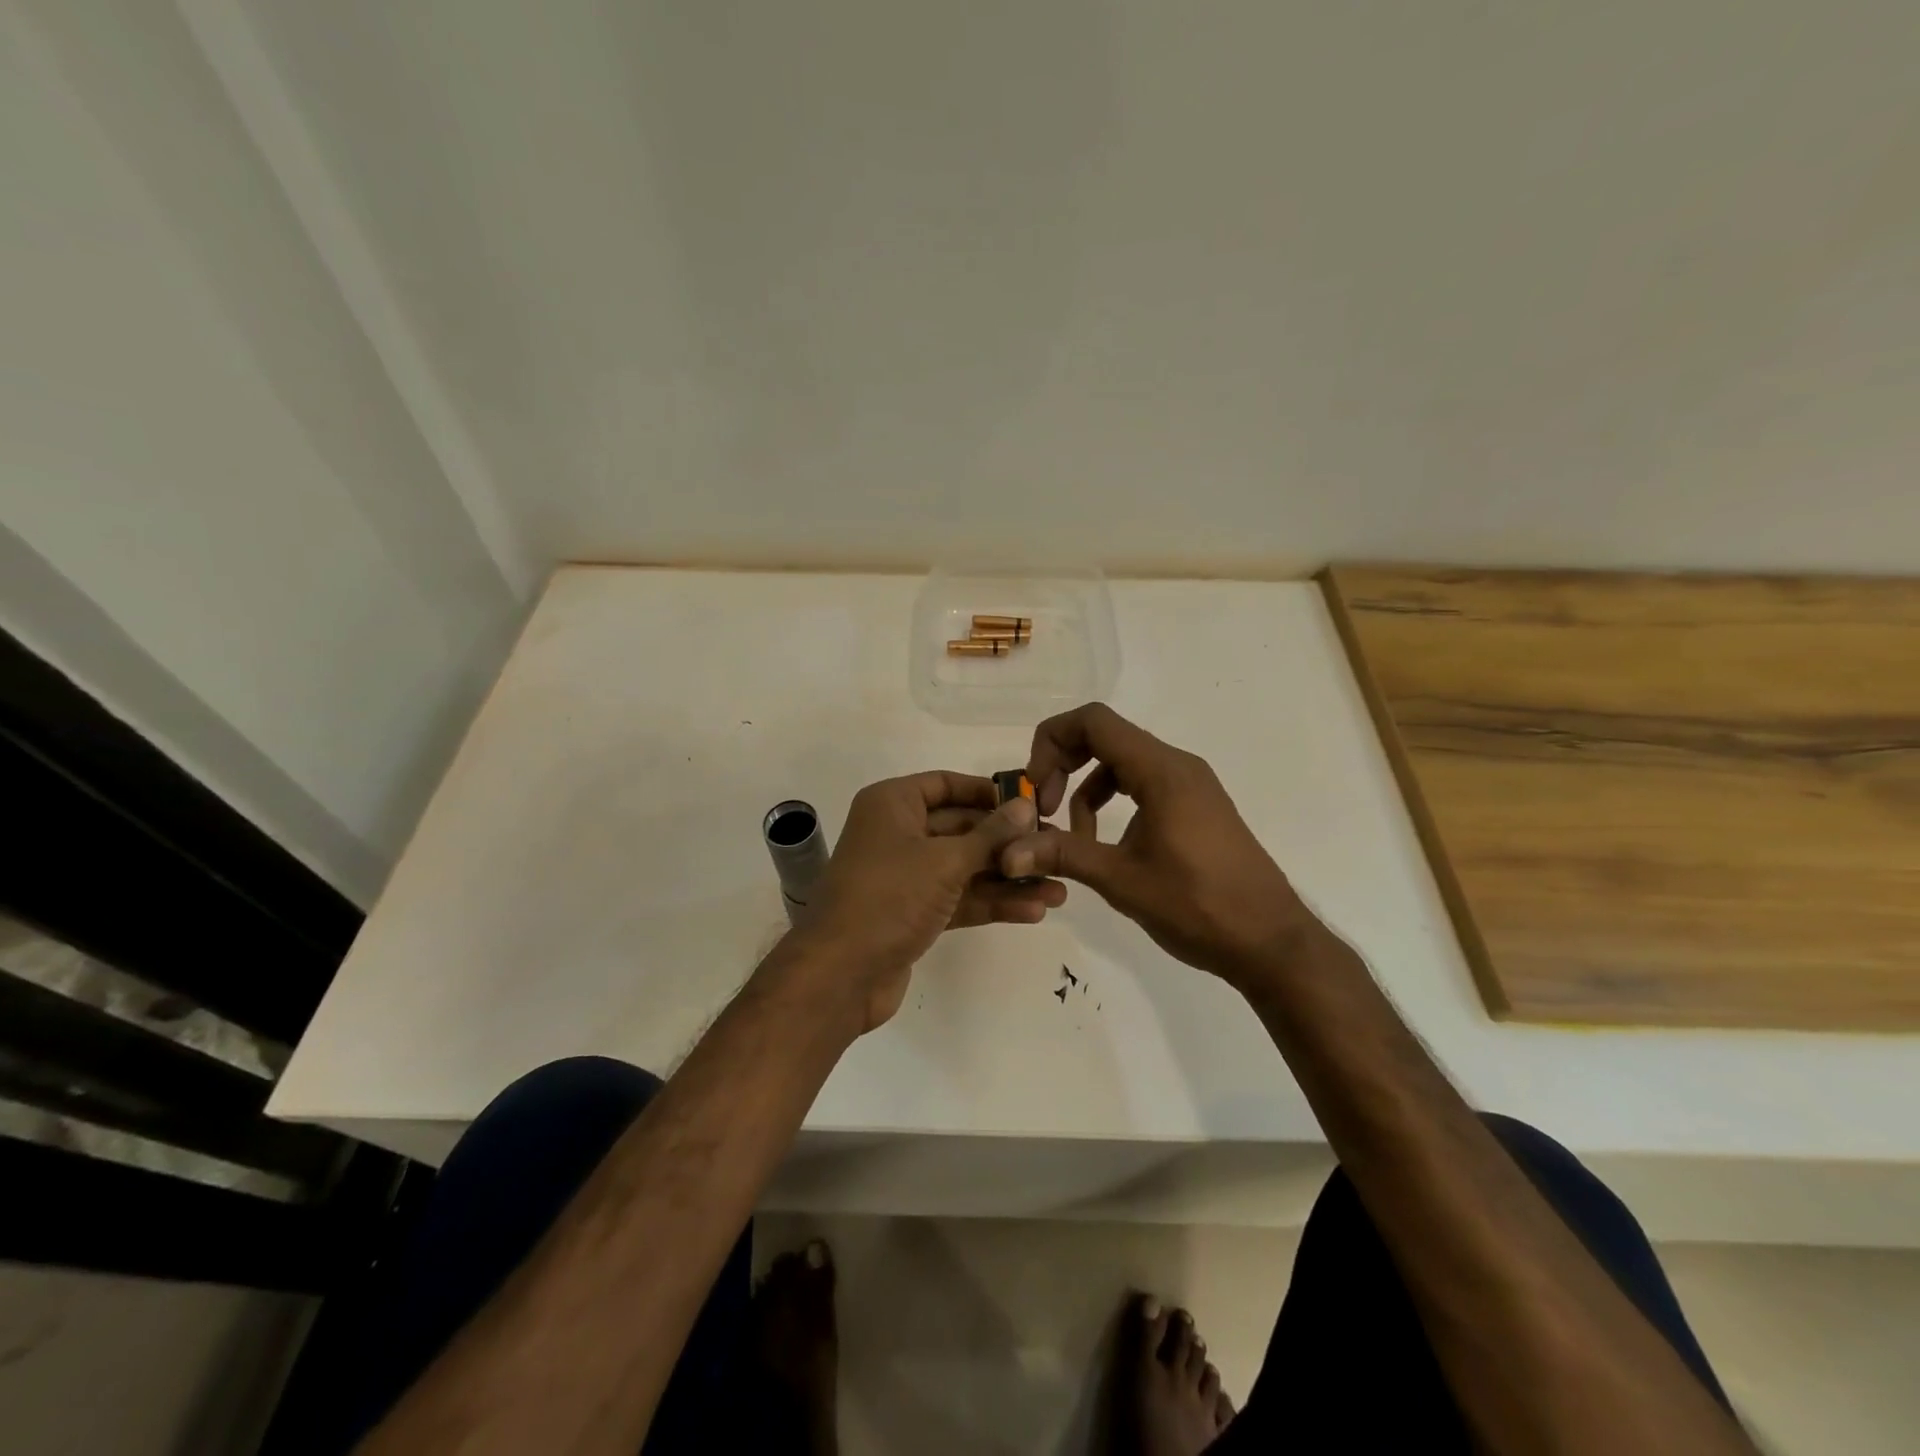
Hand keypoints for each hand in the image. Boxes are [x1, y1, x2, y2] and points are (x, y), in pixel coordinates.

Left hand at [797, 771, 1066, 1031]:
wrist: (841, 975)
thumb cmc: (890, 897)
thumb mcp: (945, 860)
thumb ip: (990, 834)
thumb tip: (1027, 805)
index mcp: (893, 804)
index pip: (946, 784)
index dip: (988, 792)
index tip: (1031, 802)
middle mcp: (897, 833)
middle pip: (961, 827)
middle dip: (1008, 843)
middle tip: (1055, 849)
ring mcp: (905, 875)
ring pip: (964, 867)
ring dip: (1008, 878)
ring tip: (1058, 890)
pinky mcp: (913, 912)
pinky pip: (958, 898)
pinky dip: (990, 903)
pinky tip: (1034, 911)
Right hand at [999, 704, 1308, 983]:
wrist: (1270, 941)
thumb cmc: (1198, 906)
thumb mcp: (1122, 880)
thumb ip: (1063, 855)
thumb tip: (1008, 853)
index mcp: (1161, 771)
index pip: (1093, 721)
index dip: (1052, 743)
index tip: (1035, 789)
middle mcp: (1177, 765)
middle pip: (1105, 736)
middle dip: (1064, 765)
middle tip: (1044, 809)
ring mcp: (1191, 784)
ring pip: (1122, 762)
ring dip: (1086, 788)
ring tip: (1074, 838)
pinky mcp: (1196, 805)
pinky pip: (1143, 783)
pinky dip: (1113, 800)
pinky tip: (1106, 843)